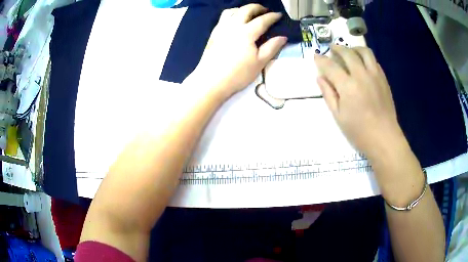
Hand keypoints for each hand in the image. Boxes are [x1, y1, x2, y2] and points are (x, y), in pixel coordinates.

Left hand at [191, 4, 286, 97]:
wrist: (211, 82)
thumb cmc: (238, 74)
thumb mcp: (259, 62)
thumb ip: (272, 47)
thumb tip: (283, 37)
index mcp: (246, 33)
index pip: (262, 20)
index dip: (272, 17)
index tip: (279, 15)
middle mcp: (233, 26)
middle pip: (246, 10)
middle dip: (257, 7)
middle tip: (265, 11)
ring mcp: (221, 28)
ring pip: (232, 11)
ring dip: (243, 9)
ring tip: (250, 14)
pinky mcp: (213, 33)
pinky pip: (223, 17)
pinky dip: (232, 14)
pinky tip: (235, 21)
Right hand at [315, 45, 404, 159]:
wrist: (384, 138)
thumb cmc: (359, 131)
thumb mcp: (338, 116)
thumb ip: (328, 94)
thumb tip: (320, 78)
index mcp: (347, 86)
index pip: (330, 66)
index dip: (321, 59)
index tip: (316, 56)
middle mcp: (361, 75)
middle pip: (347, 53)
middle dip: (337, 48)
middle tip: (331, 49)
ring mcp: (374, 75)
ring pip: (364, 51)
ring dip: (353, 48)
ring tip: (349, 51)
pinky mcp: (383, 79)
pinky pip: (374, 61)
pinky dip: (365, 58)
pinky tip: (362, 63)